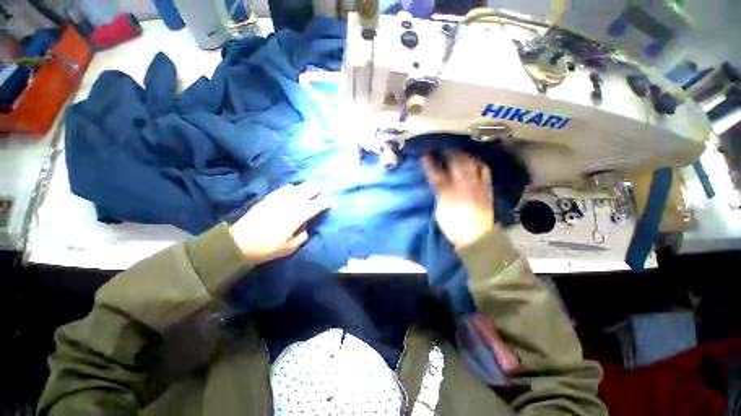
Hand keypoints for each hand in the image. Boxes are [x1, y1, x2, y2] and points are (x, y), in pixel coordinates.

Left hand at [229, 183, 330, 263]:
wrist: (240, 242)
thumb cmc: (267, 247)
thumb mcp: (289, 248)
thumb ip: (301, 237)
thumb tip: (305, 229)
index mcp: (297, 216)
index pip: (315, 206)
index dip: (324, 203)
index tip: (329, 203)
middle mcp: (290, 204)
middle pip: (307, 192)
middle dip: (316, 190)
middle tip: (322, 189)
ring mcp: (278, 199)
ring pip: (296, 188)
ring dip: (305, 186)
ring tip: (310, 186)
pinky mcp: (268, 199)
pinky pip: (283, 189)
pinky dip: (291, 188)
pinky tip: (292, 188)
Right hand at [422, 151, 494, 248]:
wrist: (475, 236)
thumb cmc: (453, 225)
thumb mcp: (441, 209)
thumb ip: (439, 192)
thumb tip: (438, 180)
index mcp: (449, 192)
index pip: (437, 174)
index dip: (430, 164)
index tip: (425, 155)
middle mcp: (463, 184)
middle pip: (456, 163)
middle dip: (449, 153)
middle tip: (443, 149)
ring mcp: (477, 185)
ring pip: (471, 163)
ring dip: (464, 155)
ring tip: (459, 152)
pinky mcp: (486, 188)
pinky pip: (484, 170)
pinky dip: (478, 163)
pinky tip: (475, 162)